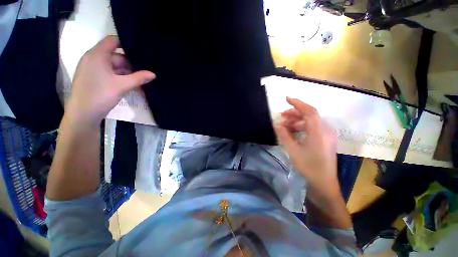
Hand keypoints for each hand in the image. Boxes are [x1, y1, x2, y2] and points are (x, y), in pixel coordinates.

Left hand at [65, 36, 155, 127]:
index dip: (126, 44)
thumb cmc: (100, 95)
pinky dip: (120, 78)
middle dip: (131, 65)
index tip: (141, 53)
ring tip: (141, 82)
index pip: (113, 41)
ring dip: (127, 74)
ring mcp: (93, 69)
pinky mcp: (93, 78)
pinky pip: (110, 74)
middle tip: (145, 72)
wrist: (83, 114)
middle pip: (115, 56)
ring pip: (114, 67)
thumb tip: (153, 74)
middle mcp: (93, 59)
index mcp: (97, 55)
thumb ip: (139, 78)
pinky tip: (132, 86)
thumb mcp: (122, 85)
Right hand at [274, 97, 339, 198]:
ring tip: (284, 125)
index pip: (309, 111)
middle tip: (282, 116)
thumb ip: (284, 135)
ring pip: (310, 122)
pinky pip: (312, 128)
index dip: (298, 103)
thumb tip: (277, 124)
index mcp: (319, 132)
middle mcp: (325, 130)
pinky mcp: (325, 140)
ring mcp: (326, 135)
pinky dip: (301, 127)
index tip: (286, 99)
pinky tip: (292, 132)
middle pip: (310, 115)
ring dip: (297, 121)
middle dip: (294, 113)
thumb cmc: (308, 167)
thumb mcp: (292, 150)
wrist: (323, 184)